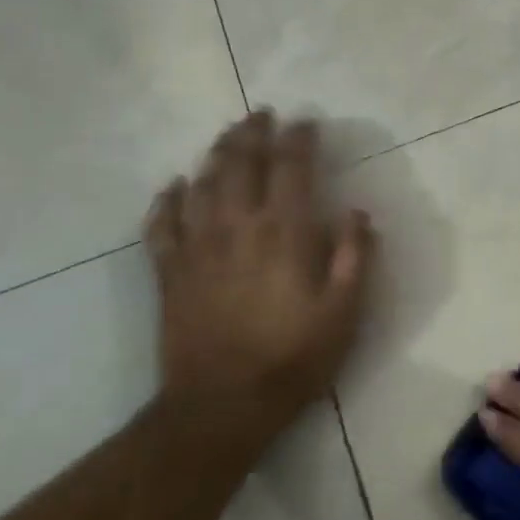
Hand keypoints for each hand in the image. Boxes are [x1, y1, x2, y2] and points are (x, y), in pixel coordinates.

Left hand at [144, 111, 375, 443]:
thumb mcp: (345, 311)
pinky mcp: (170, 272)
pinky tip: (174, 186)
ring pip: (202, 184)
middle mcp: (237, 227)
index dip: (299, 139)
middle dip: (254, 134)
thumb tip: (357, 213)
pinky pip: (162, 224)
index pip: (291, 168)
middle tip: (263, 114)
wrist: (221, 405)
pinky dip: (167, 199)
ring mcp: (197, 247)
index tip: (306, 123)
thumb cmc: (293, 357)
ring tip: (228, 136)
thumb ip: (354, 256)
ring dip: (216, 154)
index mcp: (284, 232)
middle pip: (241, 164)